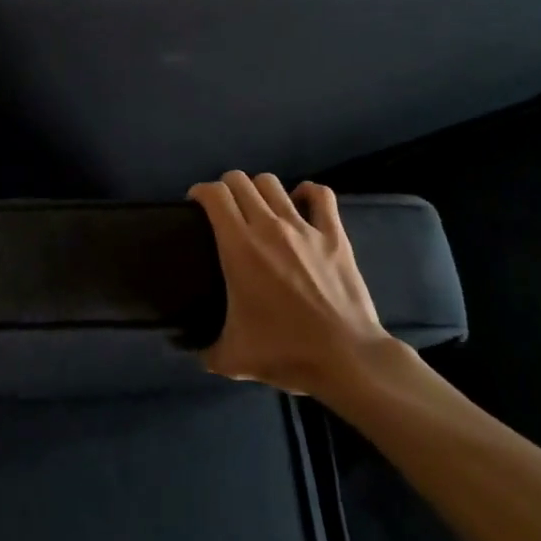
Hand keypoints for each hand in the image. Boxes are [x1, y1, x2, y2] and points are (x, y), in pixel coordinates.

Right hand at [188, 172, 393, 400]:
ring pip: (273, 183)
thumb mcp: (232, 359)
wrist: (346, 359)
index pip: (214, 194)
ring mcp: (304, 227)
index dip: (200, 192)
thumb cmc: (286, 352)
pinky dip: (307, 193)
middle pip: (240, 181)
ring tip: (258, 207)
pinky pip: (321, 196)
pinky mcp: (334, 235)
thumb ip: (206, 351)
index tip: (195, 205)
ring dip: (259, 189)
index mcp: (239, 247)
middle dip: (226, 187)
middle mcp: (268, 226)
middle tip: (224, 208)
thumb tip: (194, 352)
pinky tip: (300, 202)